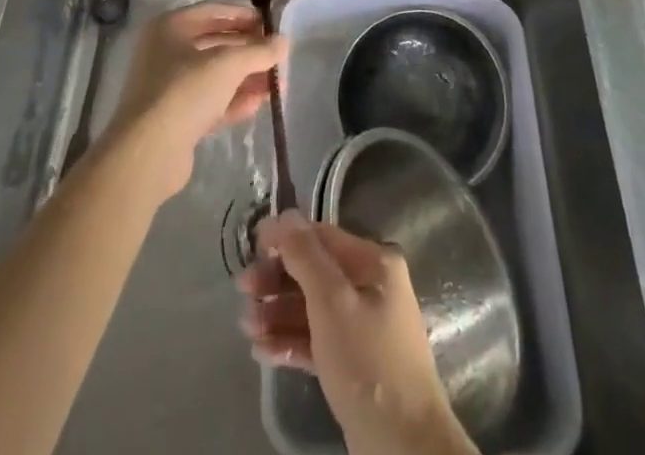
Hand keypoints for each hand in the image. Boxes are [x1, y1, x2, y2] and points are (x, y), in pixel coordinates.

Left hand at [103, 2, 285, 205]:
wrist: (148, 154)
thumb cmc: (185, 91)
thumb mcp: (228, 64)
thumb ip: (259, 51)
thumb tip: (284, 41)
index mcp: (169, 28)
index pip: (213, 12)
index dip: (243, 16)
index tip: (270, 25)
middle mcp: (165, 53)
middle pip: (215, 45)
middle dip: (248, 52)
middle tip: (278, 57)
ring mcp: (168, 88)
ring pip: (214, 76)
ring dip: (246, 78)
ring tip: (278, 84)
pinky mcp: (175, 119)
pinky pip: (209, 102)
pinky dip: (233, 101)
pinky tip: (259, 104)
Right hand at [240, 211, 476, 454]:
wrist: (402, 446)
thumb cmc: (367, 361)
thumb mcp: (332, 301)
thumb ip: (306, 256)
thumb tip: (286, 214)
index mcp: (374, 262)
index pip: (322, 236)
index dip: (286, 237)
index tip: (251, 245)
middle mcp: (370, 286)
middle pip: (314, 272)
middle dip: (277, 279)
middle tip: (243, 290)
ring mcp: (362, 325)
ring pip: (312, 308)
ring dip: (277, 313)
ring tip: (246, 327)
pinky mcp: (353, 362)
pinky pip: (316, 340)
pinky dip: (290, 341)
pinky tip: (262, 350)